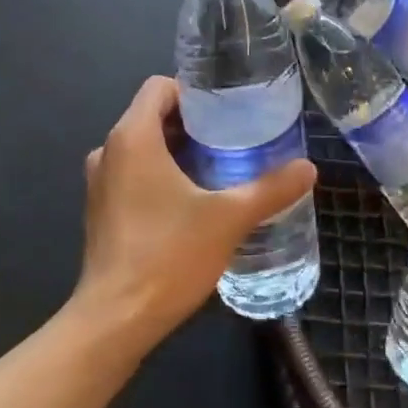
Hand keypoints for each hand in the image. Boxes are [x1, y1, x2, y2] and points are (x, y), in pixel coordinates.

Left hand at [71, 76, 315, 353]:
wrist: (116, 320)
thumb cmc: (168, 255)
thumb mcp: (228, 218)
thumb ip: (270, 189)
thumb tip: (309, 168)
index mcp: (132, 136)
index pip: (159, 86)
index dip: (193, 91)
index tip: (226, 109)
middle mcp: (109, 150)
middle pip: (151, 115)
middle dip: (192, 123)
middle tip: (233, 137)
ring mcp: (99, 182)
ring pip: (142, 146)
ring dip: (176, 149)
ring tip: (218, 167)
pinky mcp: (100, 210)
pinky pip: (132, 173)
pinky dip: (159, 174)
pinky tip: (191, 200)